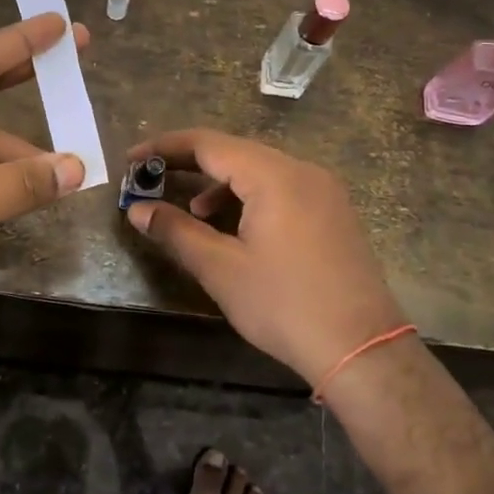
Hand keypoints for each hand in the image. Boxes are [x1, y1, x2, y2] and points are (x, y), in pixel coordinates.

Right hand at [124, 129, 405, 382]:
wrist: (363, 349)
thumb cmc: (284, 305)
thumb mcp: (221, 269)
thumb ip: (176, 231)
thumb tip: (137, 210)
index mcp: (274, 175)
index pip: (208, 144)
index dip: (165, 148)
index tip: (131, 160)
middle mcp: (302, 170)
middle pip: (235, 152)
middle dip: (189, 164)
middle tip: (151, 180)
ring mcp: (324, 189)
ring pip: (260, 170)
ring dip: (220, 184)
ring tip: (194, 213)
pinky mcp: (334, 211)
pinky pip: (282, 188)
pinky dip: (250, 196)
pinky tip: (237, 227)